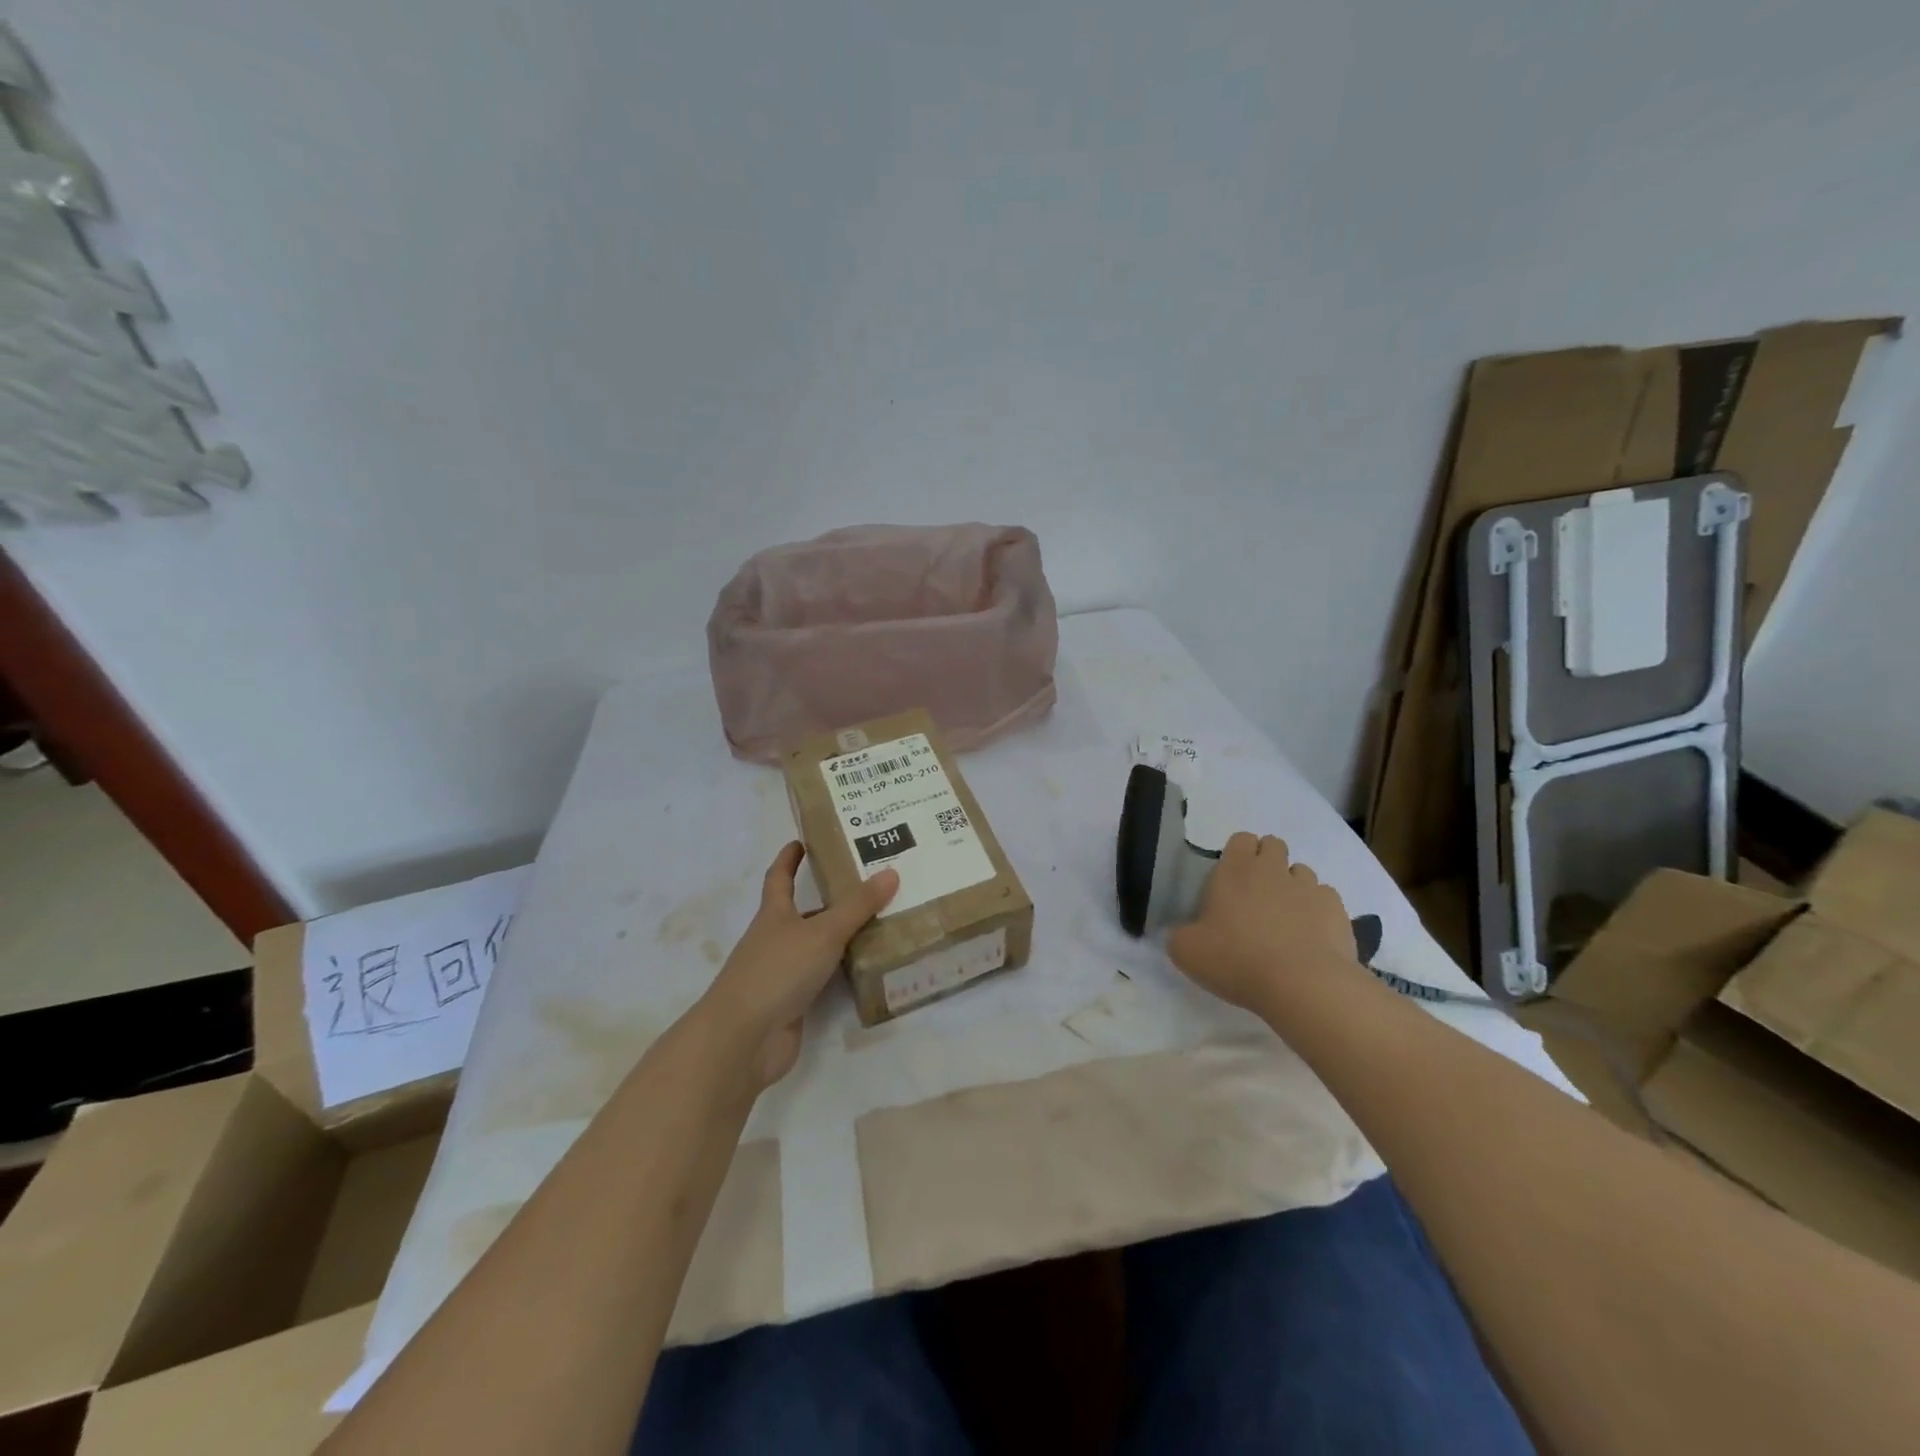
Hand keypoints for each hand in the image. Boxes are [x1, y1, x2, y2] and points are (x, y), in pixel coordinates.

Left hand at [698, 842, 897, 1089]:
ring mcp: (783, 973)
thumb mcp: (822, 932)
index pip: (779, 878)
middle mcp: (776, 939)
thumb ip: (858, 906)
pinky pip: (824, 979)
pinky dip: (844, 971)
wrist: (743, 1039)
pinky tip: (871, 967)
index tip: (802, 841)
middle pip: (804, 912)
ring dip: (843, 936)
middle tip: (870, 884)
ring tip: (883, 922)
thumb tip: (891, 872)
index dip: (789, 859)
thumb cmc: (777, 971)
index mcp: (774, 914)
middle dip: (831, 899)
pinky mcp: (794, 1004)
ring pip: (818, 946)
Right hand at [1167, 833, 1358, 1014]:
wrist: (1303, 985)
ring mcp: (1309, 887)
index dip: (1237, 854)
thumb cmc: (1237, 960)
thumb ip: (1179, 935)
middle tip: (1256, 896)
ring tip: (1285, 918)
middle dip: (1267, 862)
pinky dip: (1317, 910)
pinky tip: (1311, 934)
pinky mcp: (1337, 910)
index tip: (1231, 881)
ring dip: (1292, 886)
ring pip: (1301, 871)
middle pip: (1273, 845)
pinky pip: (1325, 898)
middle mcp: (1273, 869)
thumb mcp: (1187, 952)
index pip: (1240, 839)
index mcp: (1234, 870)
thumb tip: (1181, 933)